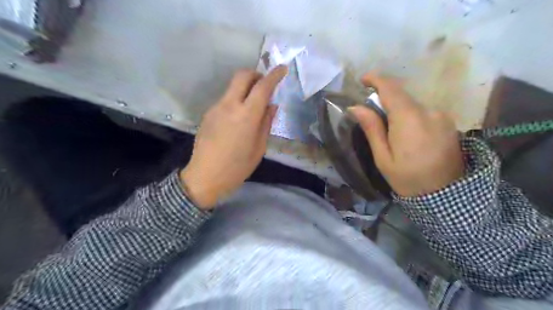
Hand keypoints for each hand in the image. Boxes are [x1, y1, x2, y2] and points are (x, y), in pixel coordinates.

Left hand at [179, 67, 287, 209]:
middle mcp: (229, 105)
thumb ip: (266, 123)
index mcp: (246, 116)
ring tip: (252, 108)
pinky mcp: (208, 114)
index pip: (262, 87)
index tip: (282, 69)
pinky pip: (225, 100)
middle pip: (242, 76)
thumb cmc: (237, 167)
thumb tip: (272, 106)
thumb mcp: (259, 148)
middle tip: (265, 85)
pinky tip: (237, 120)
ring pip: (232, 87)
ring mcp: (216, 108)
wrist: (205, 177)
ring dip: (245, 89)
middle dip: (256, 74)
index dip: (274, 75)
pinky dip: (236, 101)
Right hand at [349, 72, 462, 195]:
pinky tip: (408, 136)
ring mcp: (442, 116)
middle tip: (372, 116)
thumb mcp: (383, 157)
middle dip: (385, 100)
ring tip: (391, 132)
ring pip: (413, 105)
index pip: (391, 88)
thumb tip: (356, 107)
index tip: (363, 80)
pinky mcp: (448, 123)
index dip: (376, 79)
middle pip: (402, 96)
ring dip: (398, 110)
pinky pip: (424, 112)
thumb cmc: (408, 178)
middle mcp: (428, 111)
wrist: (447, 196)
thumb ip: (372, 128)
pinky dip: (411, 116)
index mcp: (409, 119)